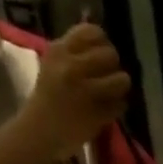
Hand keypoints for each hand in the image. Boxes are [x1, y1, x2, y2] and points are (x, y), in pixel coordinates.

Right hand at [21, 24, 130, 158]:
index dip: (103, 43)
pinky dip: (119, 107)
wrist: (40, 131)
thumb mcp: (55, 64)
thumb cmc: (49, 96)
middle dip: (114, 66)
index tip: (101, 54)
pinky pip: (121, 104)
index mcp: (60, 50)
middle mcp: (72, 67)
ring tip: (112, 93)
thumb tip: (100, 36)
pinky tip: (108, 110)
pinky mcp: (98, 113)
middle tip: (109, 76)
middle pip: (111, 54)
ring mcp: (86, 91)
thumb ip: (75, 50)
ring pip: (122, 79)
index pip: (92, 32)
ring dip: (121, 87)